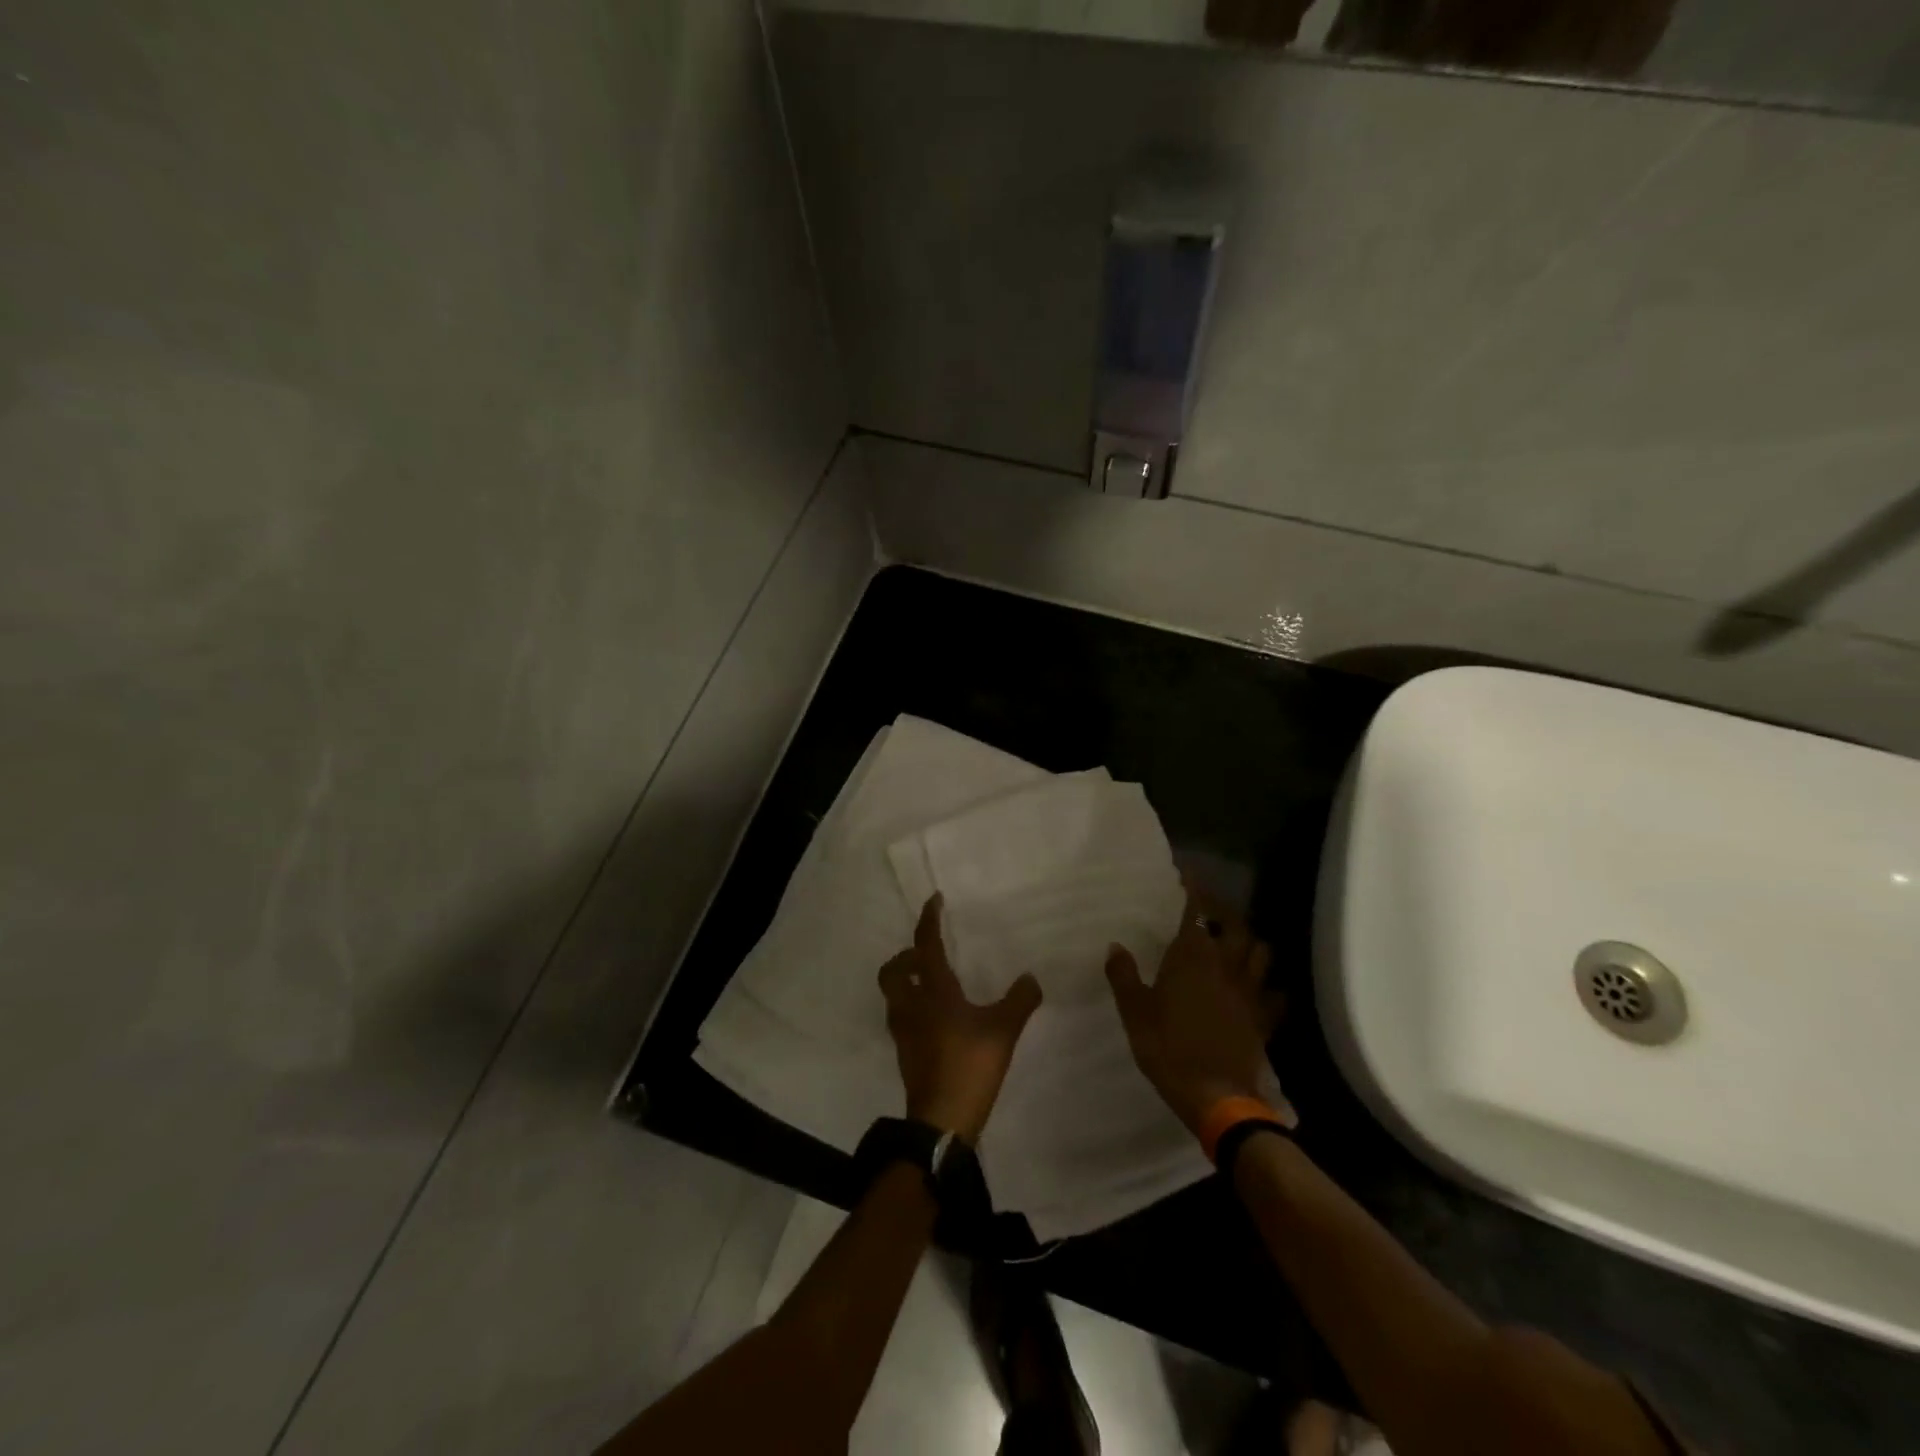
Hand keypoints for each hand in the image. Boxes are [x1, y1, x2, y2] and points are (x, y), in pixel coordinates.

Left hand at [879, 895, 1042, 1142]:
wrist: (940, 1121)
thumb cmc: (969, 1066)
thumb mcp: (1003, 1030)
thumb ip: (1019, 1001)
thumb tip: (1030, 978)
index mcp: (933, 992)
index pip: (925, 946)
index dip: (928, 920)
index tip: (934, 900)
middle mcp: (912, 1006)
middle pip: (893, 971)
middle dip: (906, 956)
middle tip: (927, 954)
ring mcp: (904, 1031)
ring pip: (895, 995)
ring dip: (907, 981)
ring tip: (932, 983)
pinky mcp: (905, 1053)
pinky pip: (902, 1016)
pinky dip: (913, 1006)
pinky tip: (936, 1017)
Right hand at [1105, 889, 1276, 1134]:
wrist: (1215, 1096)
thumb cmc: (1167, 1048)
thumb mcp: (1134, 1012)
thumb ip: (1123, 976)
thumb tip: (1115, 946)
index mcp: (1192, 957)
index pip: (1195, 912)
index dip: (1193, 890)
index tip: (1188, 874)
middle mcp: (1225, 965)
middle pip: (1236, 926)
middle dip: (1225, 913)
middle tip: (1211, 910)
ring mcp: (1249, 992)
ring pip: (1261, 953)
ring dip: (1250, 942)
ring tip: (1237, 942)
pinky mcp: (1263, 1019)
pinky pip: (1276, 995)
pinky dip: (1272, 987)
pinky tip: (1264, 989)